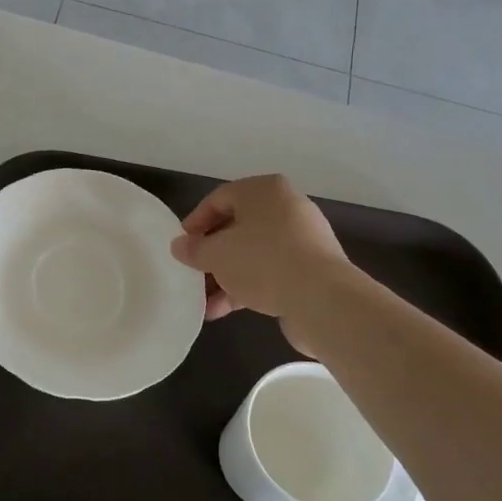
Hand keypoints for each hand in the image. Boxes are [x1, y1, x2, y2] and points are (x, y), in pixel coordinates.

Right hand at [169, 175, 352, 335]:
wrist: (322, 298)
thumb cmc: (261, 260)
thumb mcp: (215, 254)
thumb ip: (193, 249)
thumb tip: (180, 246)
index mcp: (264, 190)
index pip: (219, 199)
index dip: (195, 223)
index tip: (181, 247)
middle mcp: (286, 207)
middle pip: (237, 228)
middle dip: (211, 255)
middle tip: (192, 273)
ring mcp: (302, 238)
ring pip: (252, 253)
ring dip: (226, 276)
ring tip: (205, 302)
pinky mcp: (311, 268)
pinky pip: (270, 271)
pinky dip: (247, 286)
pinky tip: (224, 310)